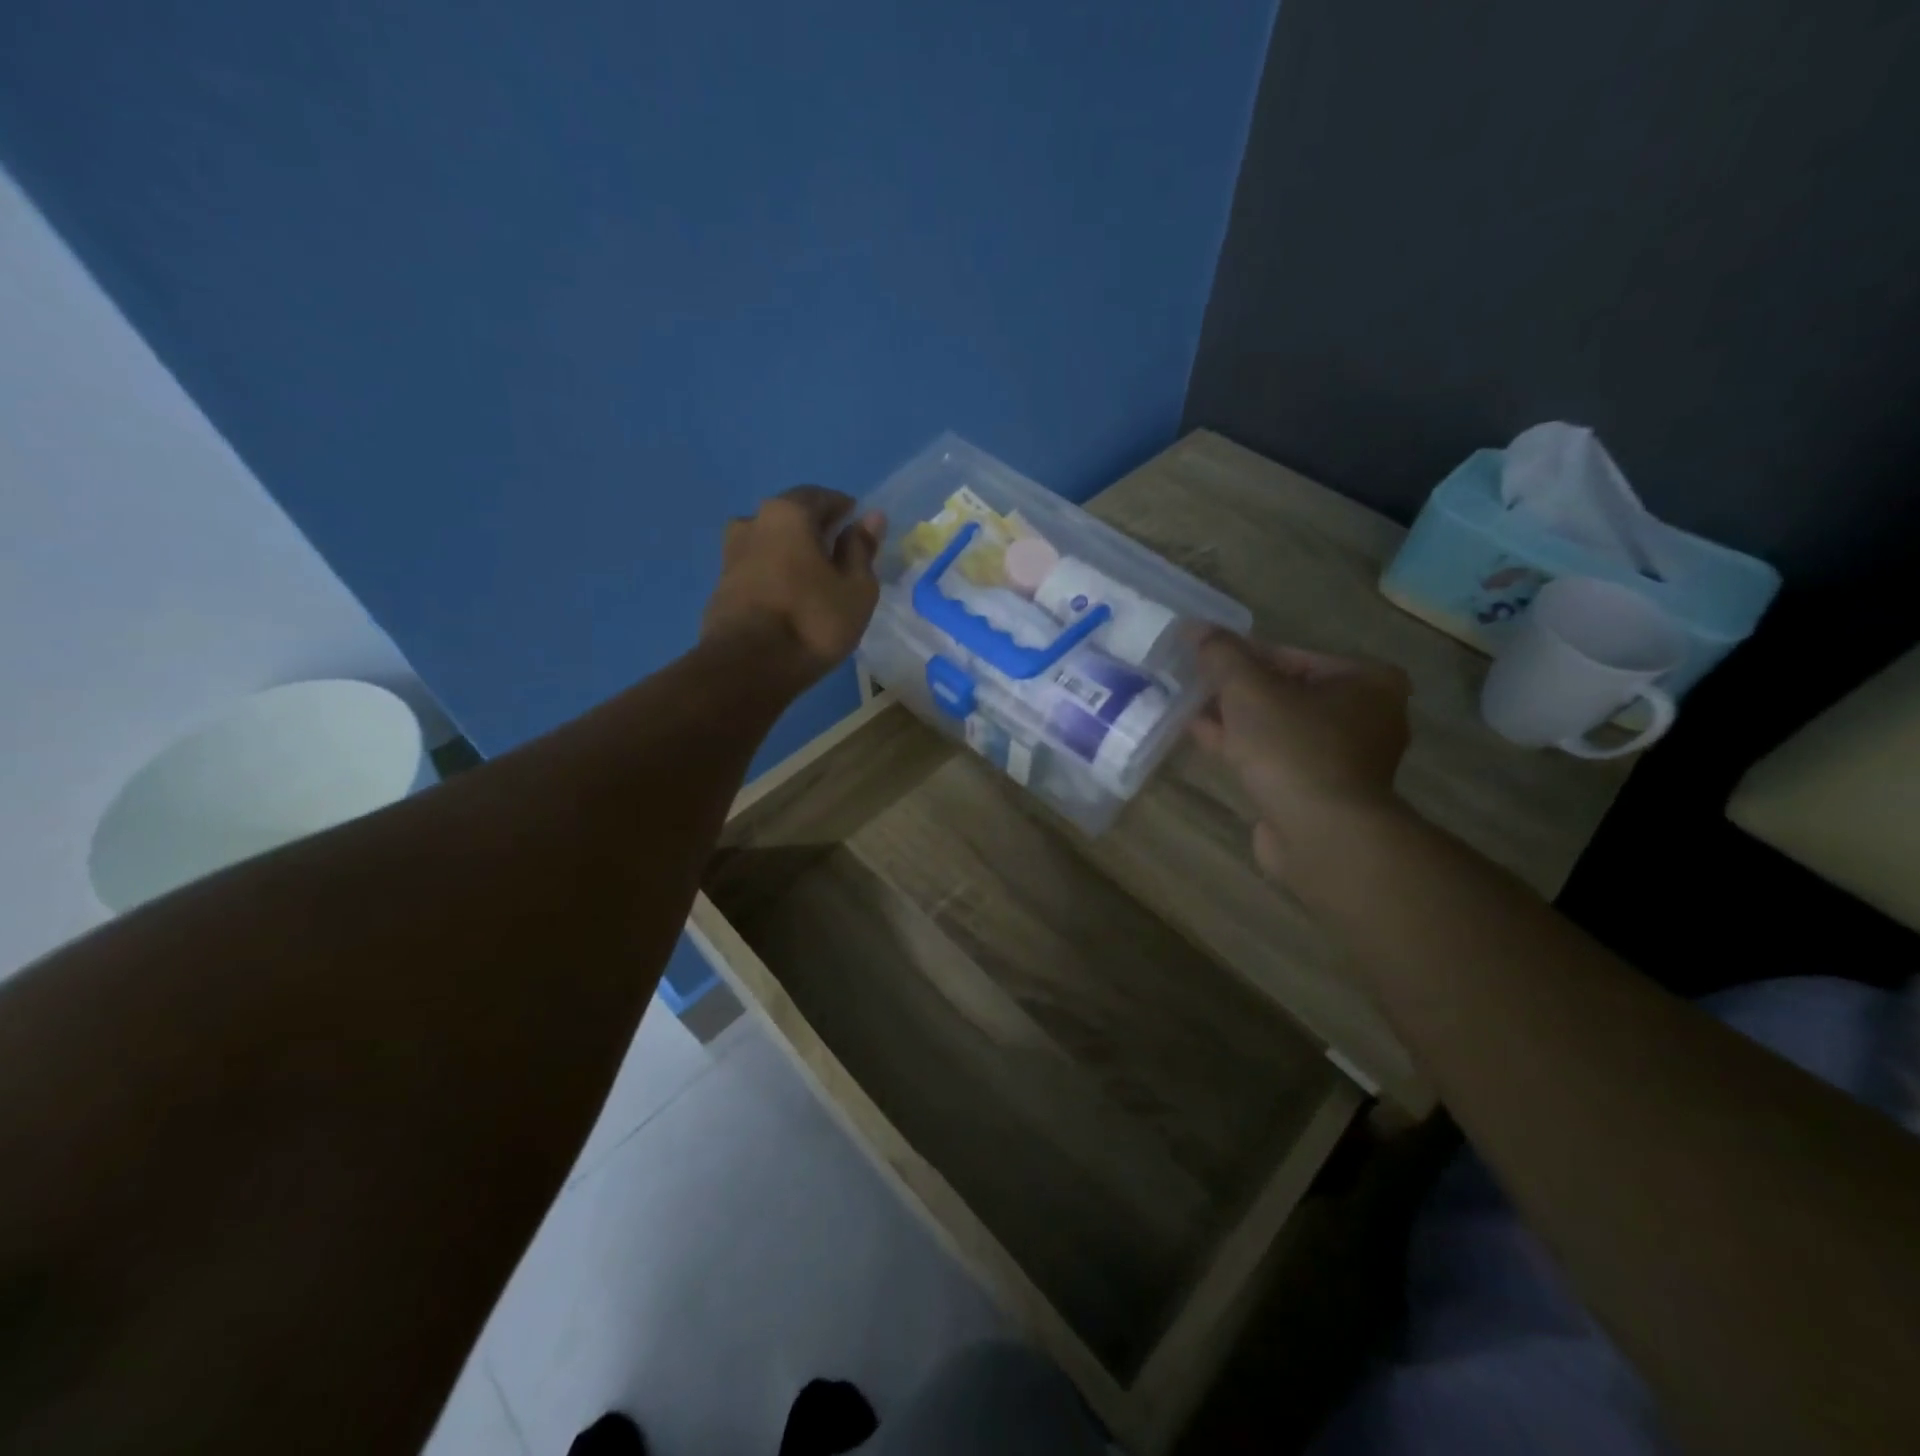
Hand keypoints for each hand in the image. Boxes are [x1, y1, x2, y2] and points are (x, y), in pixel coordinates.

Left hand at [702, 487, 884, 676]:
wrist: (747, 667)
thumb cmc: (813, 621)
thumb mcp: (856, 588)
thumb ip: (861, 550)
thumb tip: (870, 518)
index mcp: (788, 513)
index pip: (821, 496)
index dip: (844, 509)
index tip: (858, 528)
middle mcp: (753, 522)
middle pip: (791, 516)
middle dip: (815, 530)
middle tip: (839, 555)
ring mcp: (731, 554)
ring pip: (769, 543)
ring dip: (791, 553)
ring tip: (813, 579)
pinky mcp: (720, 587)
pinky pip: (756, 569)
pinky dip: (774, 575)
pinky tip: (789, 598)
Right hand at [1190, 632, 1411, 879]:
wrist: (1320, 835)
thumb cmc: (1293, 748)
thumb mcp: (1248, 689)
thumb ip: (1221, 655)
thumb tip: (1195, 627)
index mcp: (1365, 681)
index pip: (1290, 655)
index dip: (1240, 654)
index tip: (1201, 656)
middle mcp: (1364, 716)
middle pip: (1284, 691)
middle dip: (1235, 688)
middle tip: (1192, 681)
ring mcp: (1343, 759)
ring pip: (1276, 727)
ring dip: (1234, 718)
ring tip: (1188, 706)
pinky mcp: (1319, 792)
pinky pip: (1274, 757)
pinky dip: (1241, 746)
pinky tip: (1202, 736)